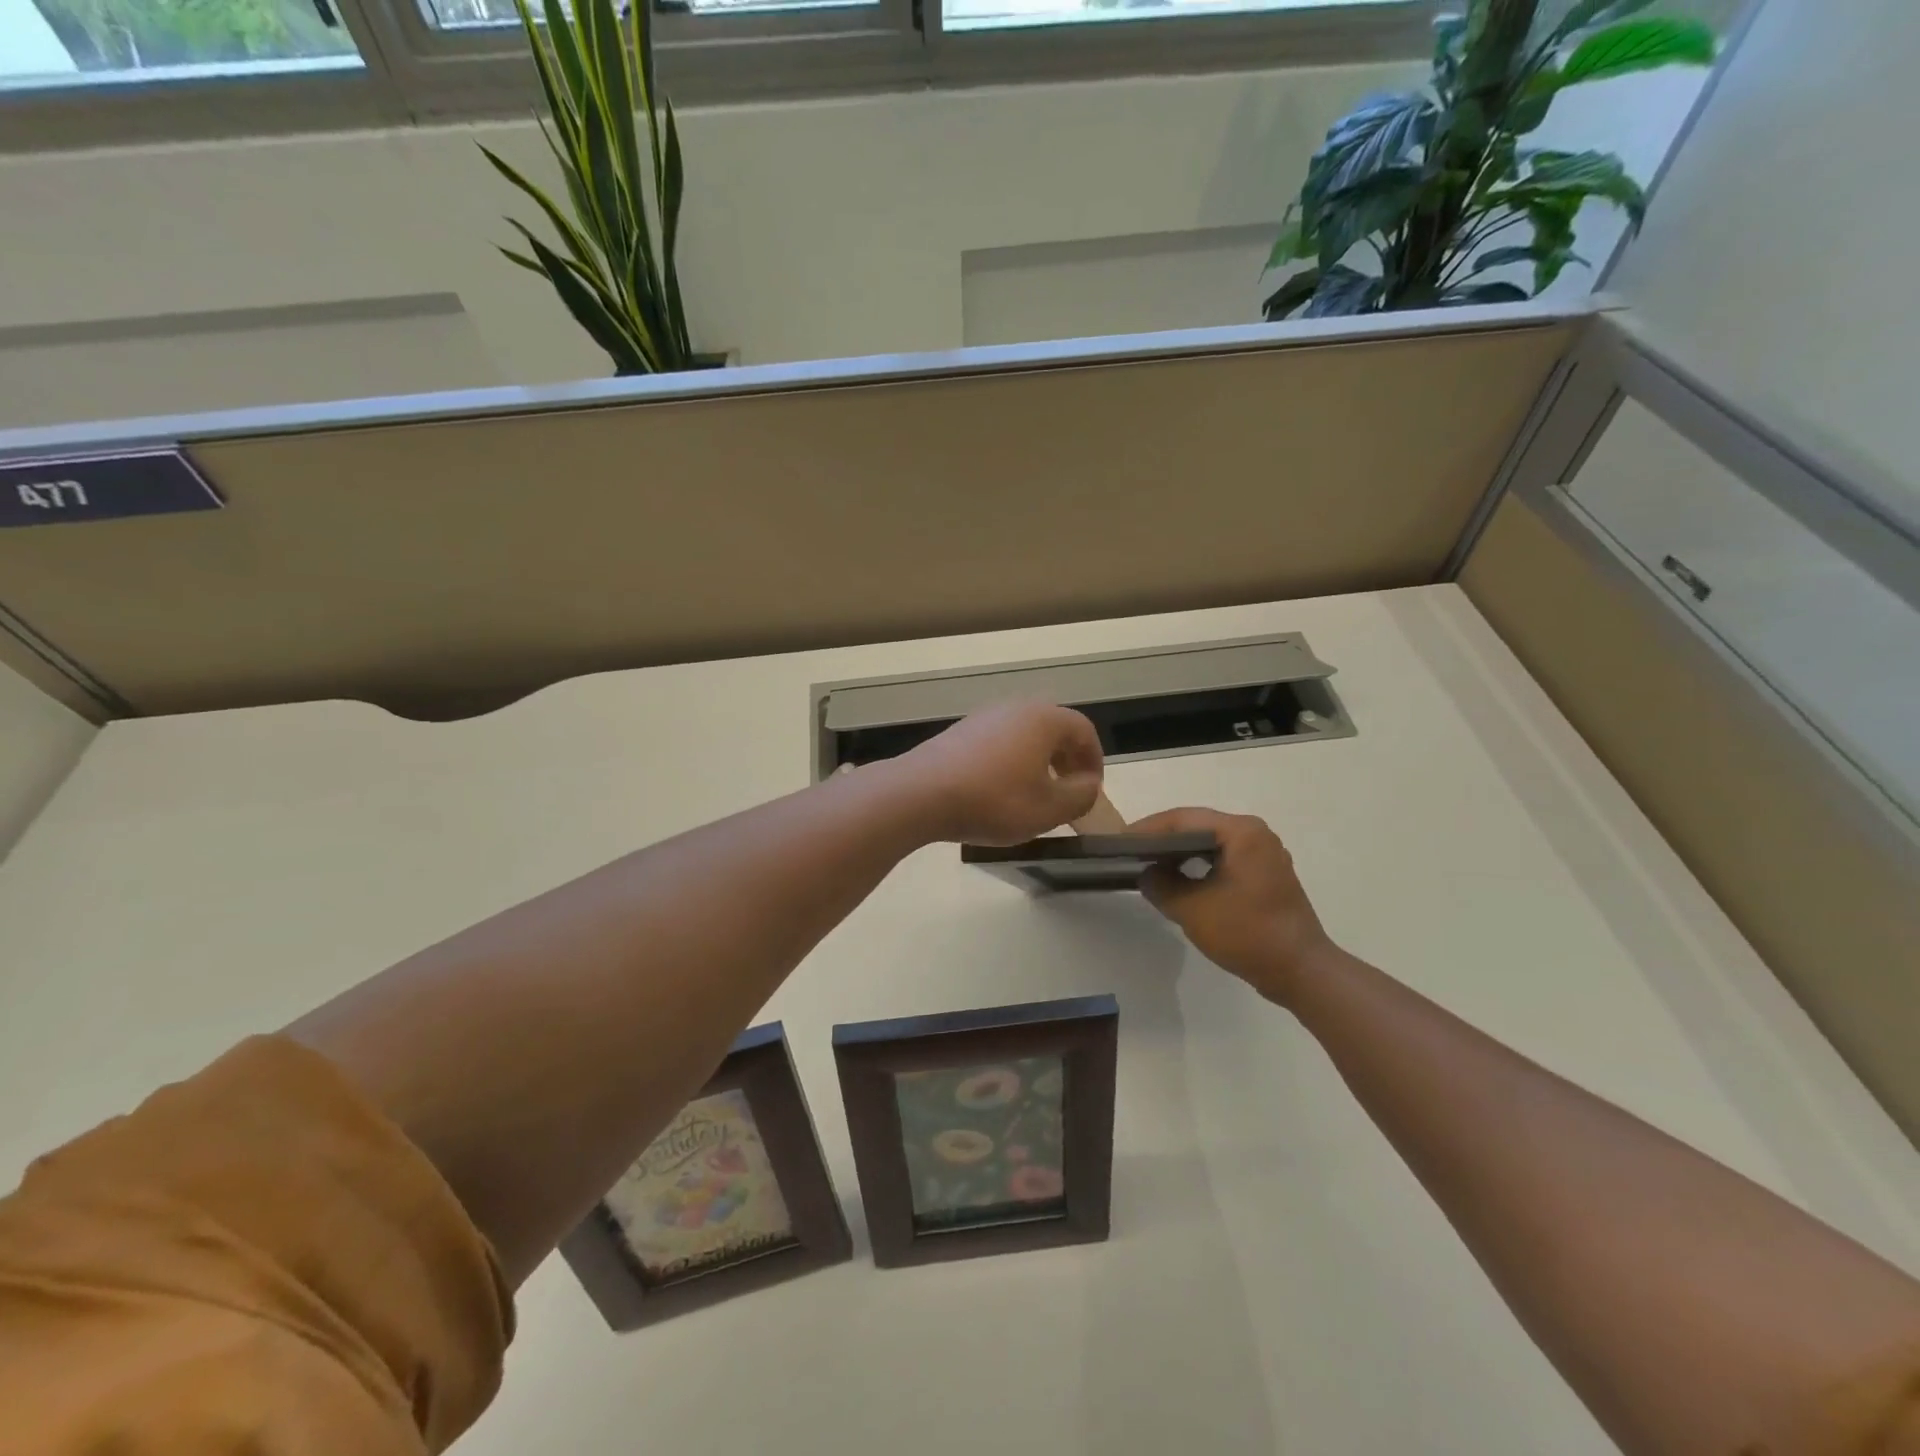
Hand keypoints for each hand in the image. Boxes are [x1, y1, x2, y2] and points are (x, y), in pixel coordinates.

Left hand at [892, 702, 1103, 845]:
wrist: (920, 793)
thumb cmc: (993, 800)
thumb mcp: (1048, 809)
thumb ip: (1080, 796)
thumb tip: (1088, 785)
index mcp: (1043, 719)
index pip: (1083, 730)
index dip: (1094, 760)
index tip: (1091, 790)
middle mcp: (1015, 708)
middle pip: (1053, 729)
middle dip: (1066, 760)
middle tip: (1067, 792)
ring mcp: (984, 717)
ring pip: (1024, 735)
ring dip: (1038, 761)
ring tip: (1034, 795)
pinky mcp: (960, 732)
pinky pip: (999, 742)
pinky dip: (1011, 762)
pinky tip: (999, 791)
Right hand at [1130, 808, 1342, 1005]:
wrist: (1301, 971)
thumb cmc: (1246, 934)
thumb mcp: (1191, 909)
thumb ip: (1160, 885)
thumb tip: (1147, 873)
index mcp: (1241, 832)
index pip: (1183, 819)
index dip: (1147, 829)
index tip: (1120, 842)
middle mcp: (1255, 833)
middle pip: (1198, 826)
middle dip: (1163, 838)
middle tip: (1131, 852)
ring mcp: (1264, 853)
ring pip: (1211, 843)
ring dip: (1181, 852)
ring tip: (1150, 864)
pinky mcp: (1266, 873)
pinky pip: (1224, 858)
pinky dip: (1200, 865)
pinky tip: (1180, 879)